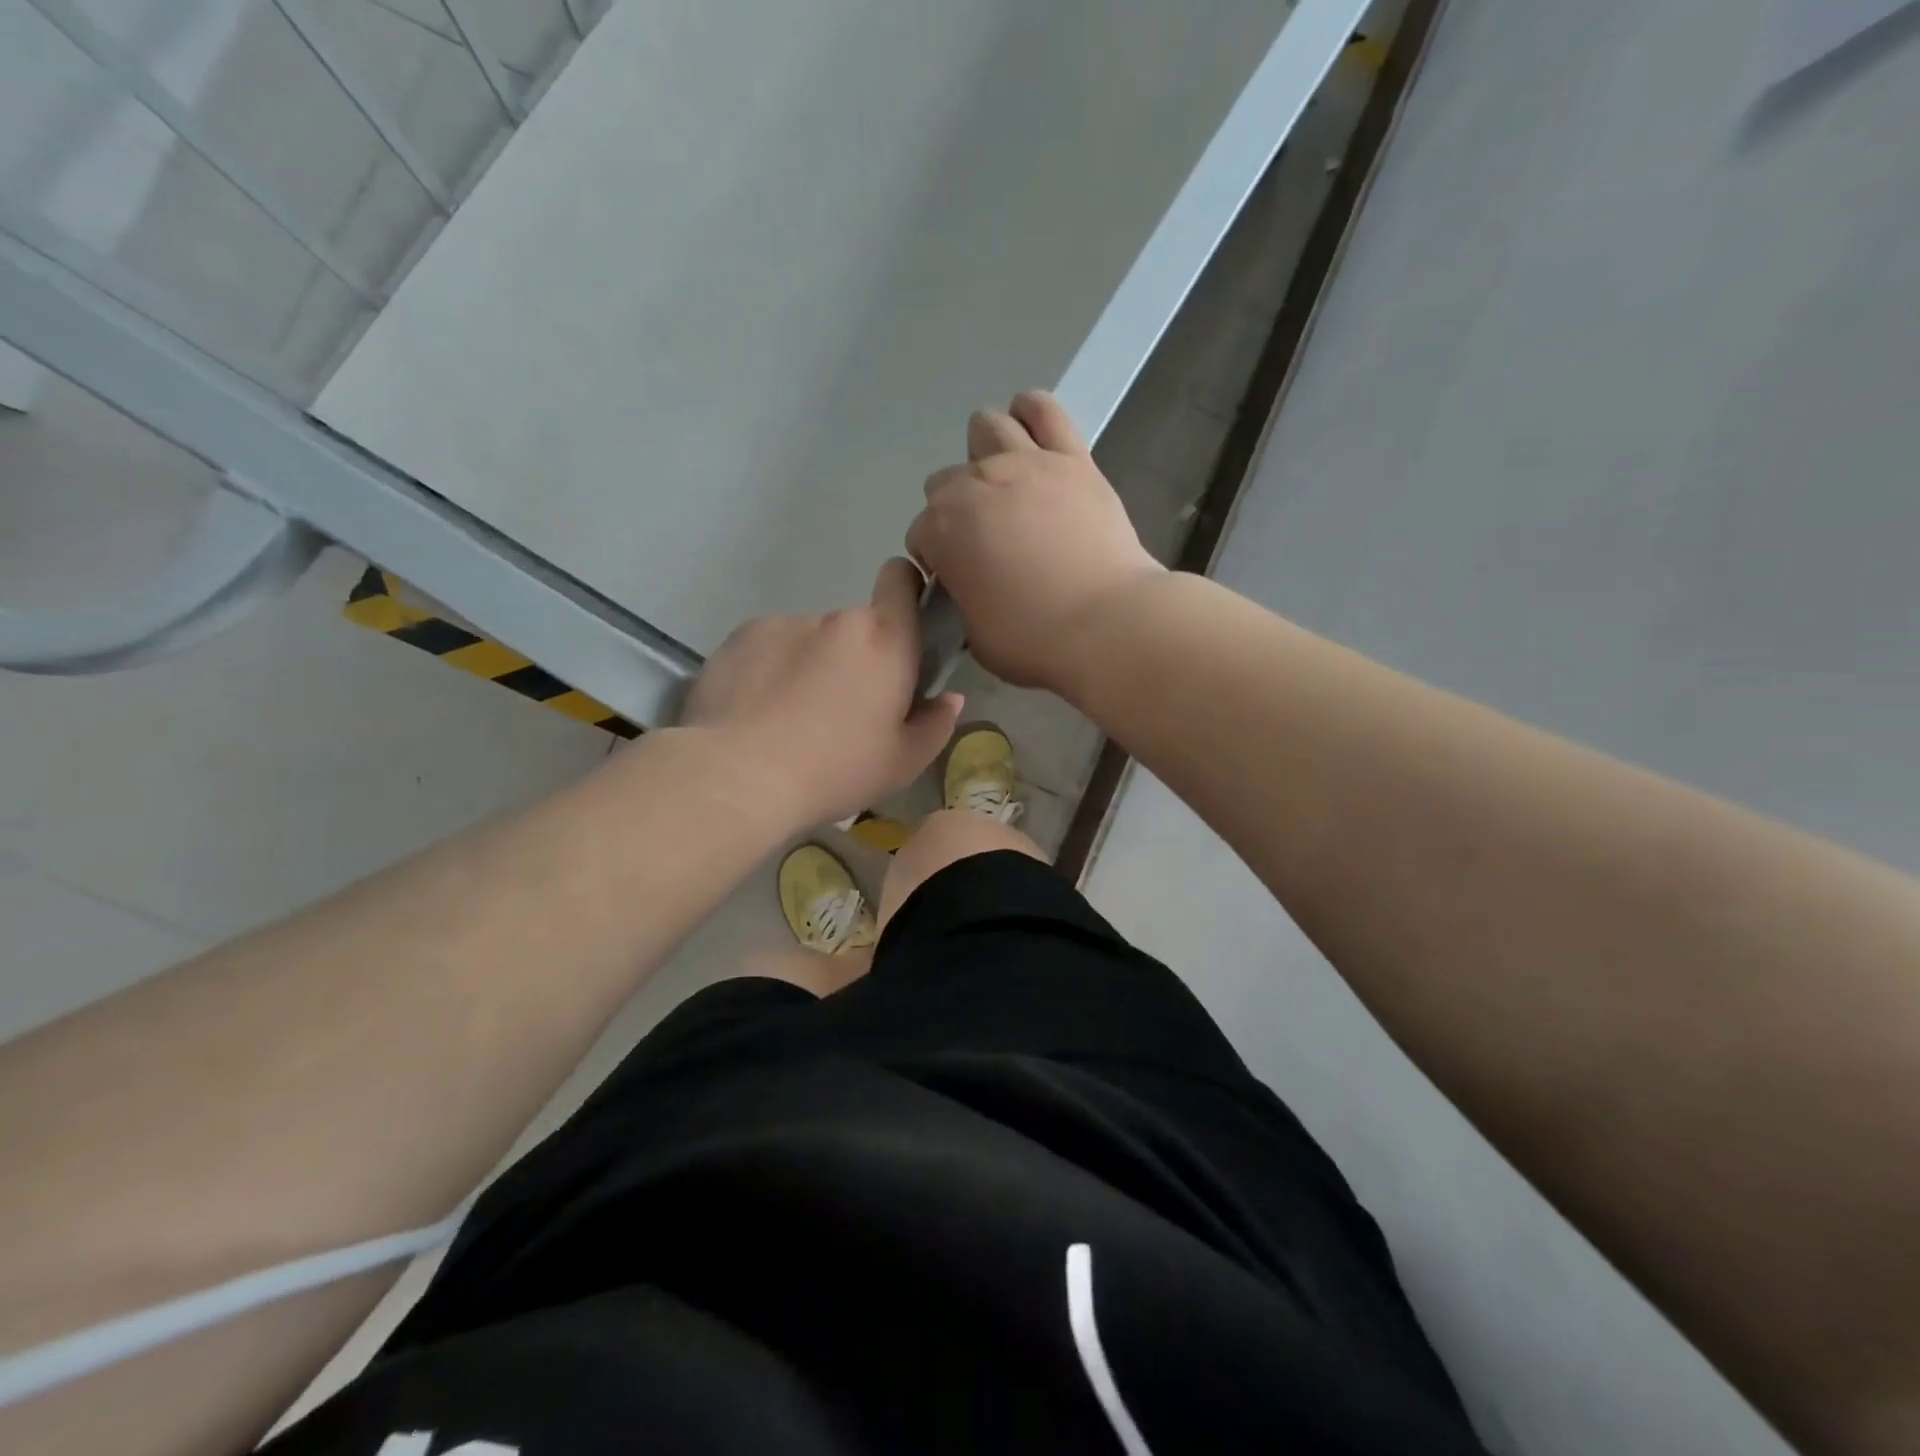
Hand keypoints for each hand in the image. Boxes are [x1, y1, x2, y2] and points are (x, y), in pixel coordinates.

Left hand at [682, 558, 964, 827]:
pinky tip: (757, 712)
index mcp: (886, 641)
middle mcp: (837, 620)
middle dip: (853, 658)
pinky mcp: (741, 637)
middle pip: (855, 628)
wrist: (739, 776)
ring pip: (809, 639)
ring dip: (809, 665)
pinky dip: (769, 670)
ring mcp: (785, 624)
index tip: (901, 622)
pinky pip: (768, 648)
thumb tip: (948, 699)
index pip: (901, 581)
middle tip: (839, 709)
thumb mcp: (902, 764)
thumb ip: (935, 725)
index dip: (905, 589)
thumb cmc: (836, 770)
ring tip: (789, 718)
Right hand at [907, 391, 1163, 691]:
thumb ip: (963, 599)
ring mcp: (1025, 463)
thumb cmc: (1033, 640)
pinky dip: (1031, 413)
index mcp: (941, 530)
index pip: (922, 534)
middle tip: (986, 540)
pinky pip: (1043, 410)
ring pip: (986, 428)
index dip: (938, 558)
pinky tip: (1031, 429)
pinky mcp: (1072, 458)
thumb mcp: (975, 634)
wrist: (1107, 624)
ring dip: (985, 454)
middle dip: (956, 510)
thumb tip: (972, 586)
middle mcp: (973, 484)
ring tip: (1005, 484)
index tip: (958, 578)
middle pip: (946, 482)